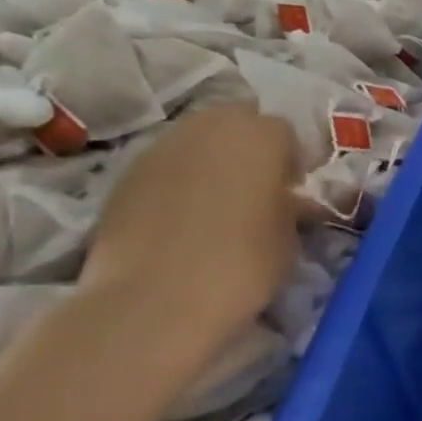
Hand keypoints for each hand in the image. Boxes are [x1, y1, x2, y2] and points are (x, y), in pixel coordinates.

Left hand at [77, 107, 299, 367]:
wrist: (158, 299)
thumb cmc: (245, 264)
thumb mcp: (290, 236)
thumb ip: (291, 205)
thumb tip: (290, 199)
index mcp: (259, 137)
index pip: (284, 132)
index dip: (292, 160)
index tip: (294, 191)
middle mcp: (208, 127)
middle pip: (236, 121)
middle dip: (251, 148)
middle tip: (261, 190)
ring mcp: (161, 147)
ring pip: (197, 140)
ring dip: (215, 162)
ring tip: (223, 204)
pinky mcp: (126, 174)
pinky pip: (167, 165)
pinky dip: (182, 181)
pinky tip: (187, 219)